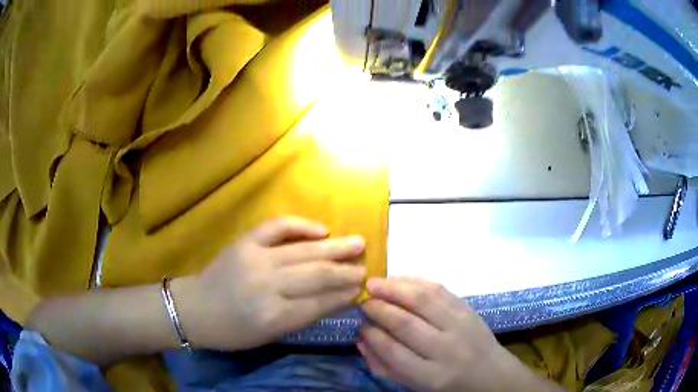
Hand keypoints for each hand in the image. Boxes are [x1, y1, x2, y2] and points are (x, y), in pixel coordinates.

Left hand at [176, 217, 366, 351]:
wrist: (196, 308)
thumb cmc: (233, 332)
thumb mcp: (270, 335)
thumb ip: (303, 316)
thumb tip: (336, 298)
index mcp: (273, 316)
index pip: (320, 302)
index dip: (344, 295)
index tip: (361, 288)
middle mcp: (267, 285)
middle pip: (316, 274)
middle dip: (345, 271)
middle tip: (365, 266)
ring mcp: (255, 258)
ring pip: (304, 251)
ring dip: (335, 247)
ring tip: (358, 242)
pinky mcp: (245, 242)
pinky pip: (278, 227)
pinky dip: (302, 226)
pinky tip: (322, 230)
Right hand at [359, 277, 563, 391]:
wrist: (491, 373)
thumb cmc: (448, 385)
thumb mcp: (416, 386)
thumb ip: (386, 367)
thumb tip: (362, 339)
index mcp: (431, 376)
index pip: (393, 352)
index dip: (373, 335)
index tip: (360, 325)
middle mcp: (446, 350)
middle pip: (406, 324)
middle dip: (379, 309)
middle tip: (363, 300)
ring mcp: (460, 326)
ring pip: (423, 301)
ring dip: (395, 289)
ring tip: (375, 283)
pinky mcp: (468, 309)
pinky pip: (440, 290)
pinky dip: (417, 281)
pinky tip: (400, 279)